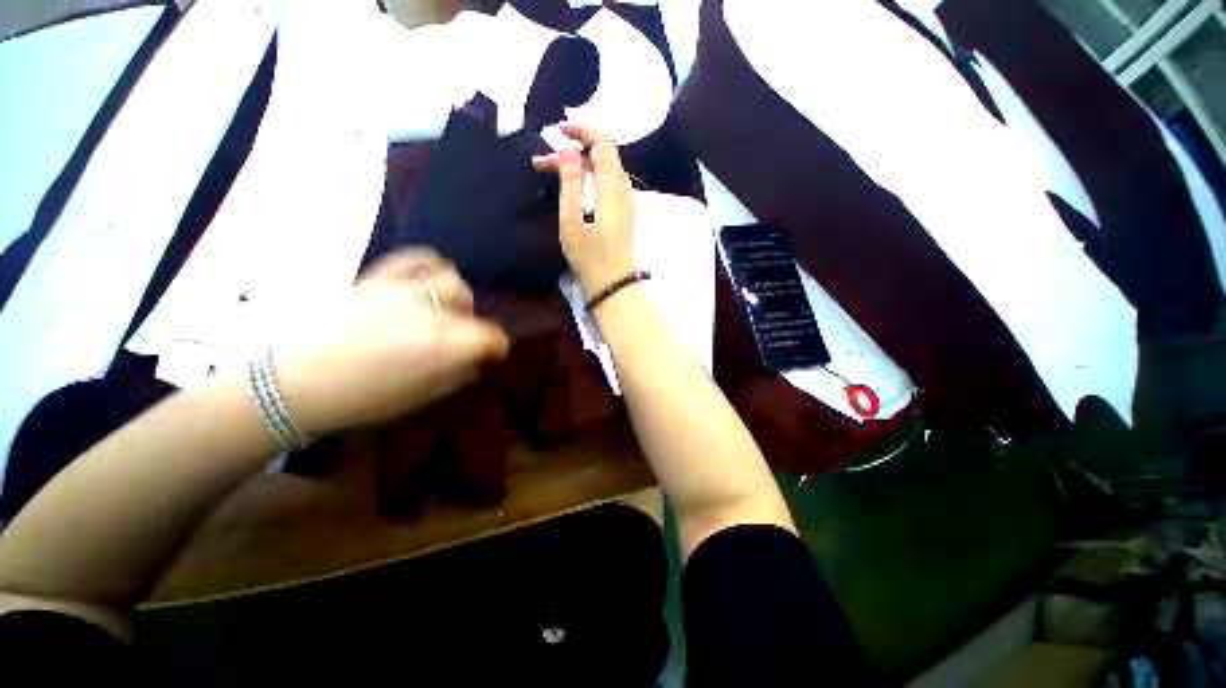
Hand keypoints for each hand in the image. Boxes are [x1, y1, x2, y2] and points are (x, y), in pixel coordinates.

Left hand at [274, 249, 508, 435]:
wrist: (293, 382)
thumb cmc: (361, 399)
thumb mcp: (420, 397)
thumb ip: (457, 375)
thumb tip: (475, 361)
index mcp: (442, 346)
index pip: (491, 336)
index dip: (497, 347)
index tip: (492, 355)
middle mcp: (429, 312)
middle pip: (470, 304)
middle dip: (472, 322)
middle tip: (459, 337)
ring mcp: (402, 290)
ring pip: (449, 279)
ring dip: (454, 296)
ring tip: (441, 308)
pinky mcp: (378, 278)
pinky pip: (416, 258)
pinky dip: (430, 265)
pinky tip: (426, 280)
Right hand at [532, 123, 636, 299]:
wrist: (612, 285)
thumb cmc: (591, 256)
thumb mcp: (572, 220)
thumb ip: (571, 182)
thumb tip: (568, 149)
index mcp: (613, 187)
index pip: (604, 141)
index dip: (582, 129)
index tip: (557, 132)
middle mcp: (624, 189)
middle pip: (602, 155)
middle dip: (573, 151)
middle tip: (542, 162)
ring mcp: (625, 202)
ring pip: (603, 171)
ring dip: (578, 167)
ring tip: (550, 173)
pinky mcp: (622, 214)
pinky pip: (606, 185)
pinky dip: (587, 180)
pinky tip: (571, 188)